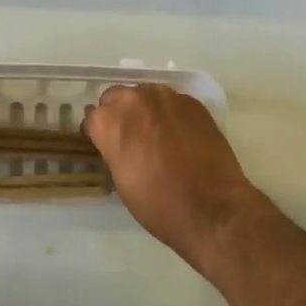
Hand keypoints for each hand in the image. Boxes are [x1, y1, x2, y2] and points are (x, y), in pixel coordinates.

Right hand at [84, 84, 264, 269]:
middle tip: (130, 139)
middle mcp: (134, 99)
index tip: (106, 148)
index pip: (93, 118)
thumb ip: (113, 150)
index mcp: (109, 120)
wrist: (213, 209)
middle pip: (117, 98)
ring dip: (145, 111)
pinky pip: (172, 103)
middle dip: (119, 115)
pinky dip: (170, 115)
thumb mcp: (121, 180)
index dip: (98, 135)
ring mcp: (166, 97)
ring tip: (157, 136)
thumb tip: (117, 144)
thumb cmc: (158, 204)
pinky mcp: (193, 102)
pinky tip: (180, 137)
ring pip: (145, 96)